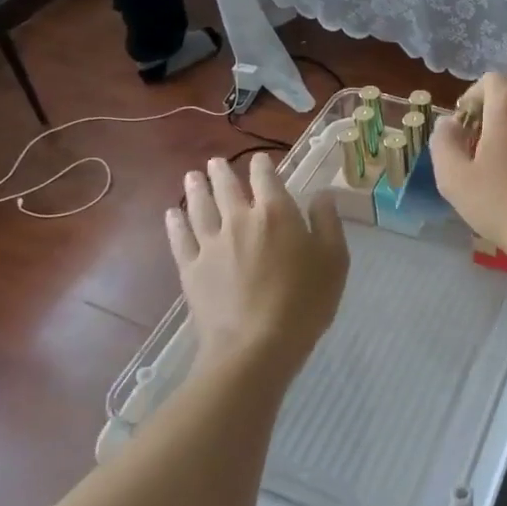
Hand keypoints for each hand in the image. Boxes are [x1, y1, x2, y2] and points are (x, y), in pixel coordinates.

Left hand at [167, 156, 349, 378]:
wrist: (256, 345)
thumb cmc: (305, 302)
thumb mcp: (334, 260)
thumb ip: (328, 222)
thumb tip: (322, 195)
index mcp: (276, 213)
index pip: (265, 178)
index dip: (261, 165)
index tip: (259, 160)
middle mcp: (239, 219)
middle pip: (226, 187)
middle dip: (221, 171)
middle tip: (215, 162)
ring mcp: (210, 244)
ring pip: (199, 206)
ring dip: (195, 188)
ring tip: (191, 177)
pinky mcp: (191, 268)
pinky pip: (179, 238)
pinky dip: (175, 222)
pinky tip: (172, 214)